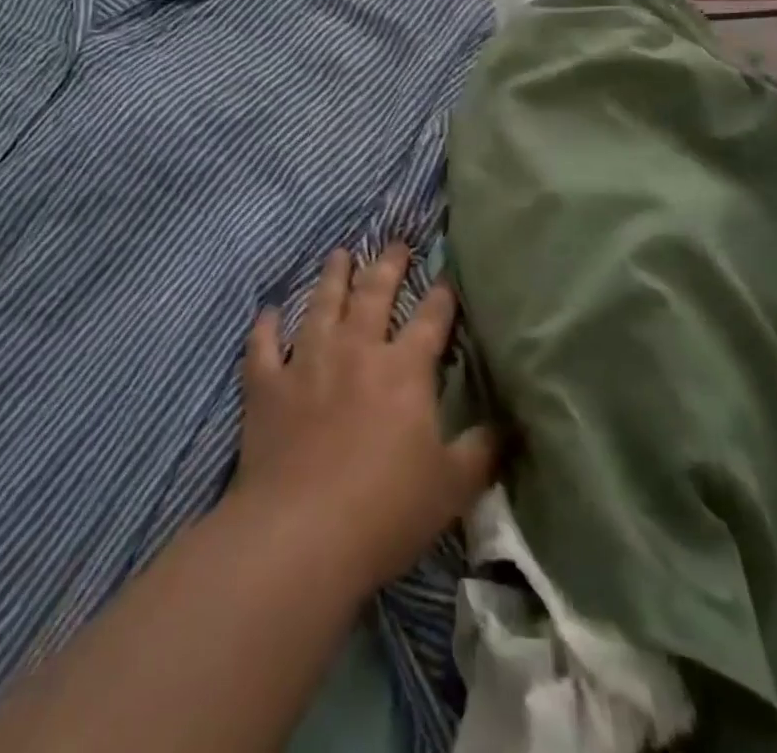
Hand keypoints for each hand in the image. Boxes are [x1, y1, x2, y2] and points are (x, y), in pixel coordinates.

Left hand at [236, 243, 499, 595]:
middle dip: (388, 266)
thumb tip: (513, 426)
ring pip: (321, 305)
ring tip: (339, 253)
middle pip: (374, 295)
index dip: (442, 295)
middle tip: (395, 242)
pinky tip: (268, 310)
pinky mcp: (267, 385)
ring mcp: (307, 362)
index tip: (447, 276)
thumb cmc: (385, 510)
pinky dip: (265, 326)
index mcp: (403, 369)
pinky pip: (263, 345)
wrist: (300, 534)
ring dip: (332, 277)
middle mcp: (356, 350)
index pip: (430, 319)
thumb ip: (483, 451)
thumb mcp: (452, 487)